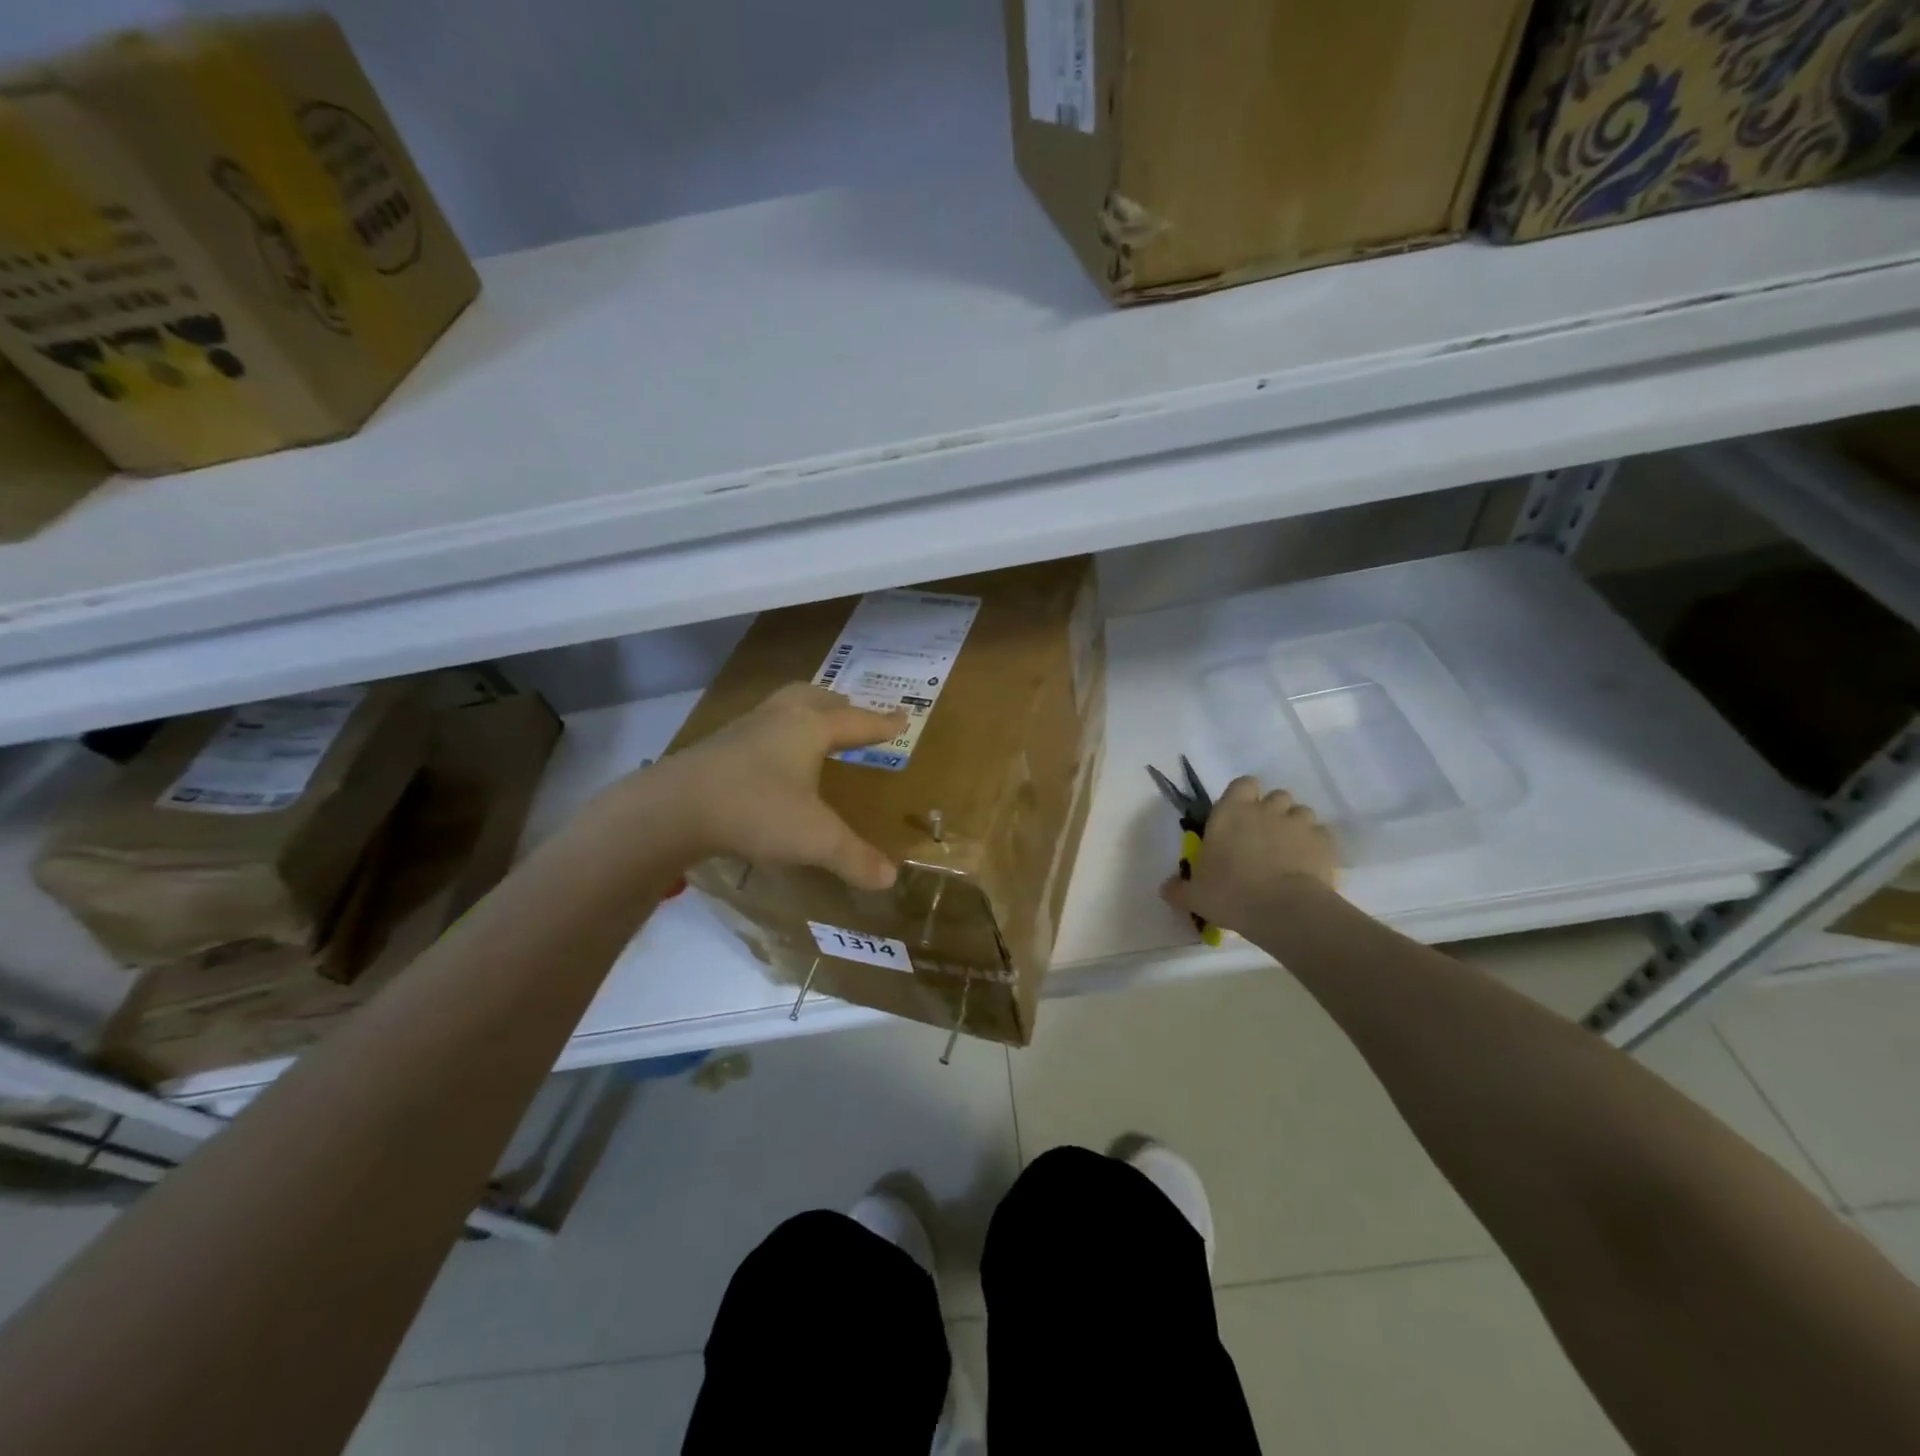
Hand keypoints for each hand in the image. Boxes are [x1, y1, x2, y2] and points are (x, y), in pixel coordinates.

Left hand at [646, 683, 906, 890]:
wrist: (672, 808)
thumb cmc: (756, 810)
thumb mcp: (815, 839)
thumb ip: (854, 857)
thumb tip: (890, 878)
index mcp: (809, 728)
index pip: (856, 722)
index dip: (881, 724)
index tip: (902, 717)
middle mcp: (778, 719)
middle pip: (815, 698)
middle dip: (838, 705)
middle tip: (852, 714)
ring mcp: (743, 730)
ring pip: (781, 708)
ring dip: (803, 714)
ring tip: (813, 732)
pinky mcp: (716, 747)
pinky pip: (757, 729)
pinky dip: (775, 735)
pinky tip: (770, 761)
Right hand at [1162, 776, 1338, 931]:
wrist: (1283, 909)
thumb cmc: (1230, 894)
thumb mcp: (1194, 895)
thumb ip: (1178, 889)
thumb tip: (1165, 889)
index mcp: (1230, 813)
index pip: (1242, 784)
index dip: (1244, 796)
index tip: (1240, 815)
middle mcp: (1265, 810)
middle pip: (1276, 796)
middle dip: (1272, 811)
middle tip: (1264, 837)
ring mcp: (1298, 823)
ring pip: (1301, 812)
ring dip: (1295, 826)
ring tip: (1289, 851)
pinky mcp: (1324, 842)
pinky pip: (1321, 834)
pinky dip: (1315, 845)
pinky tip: (1309, 864)